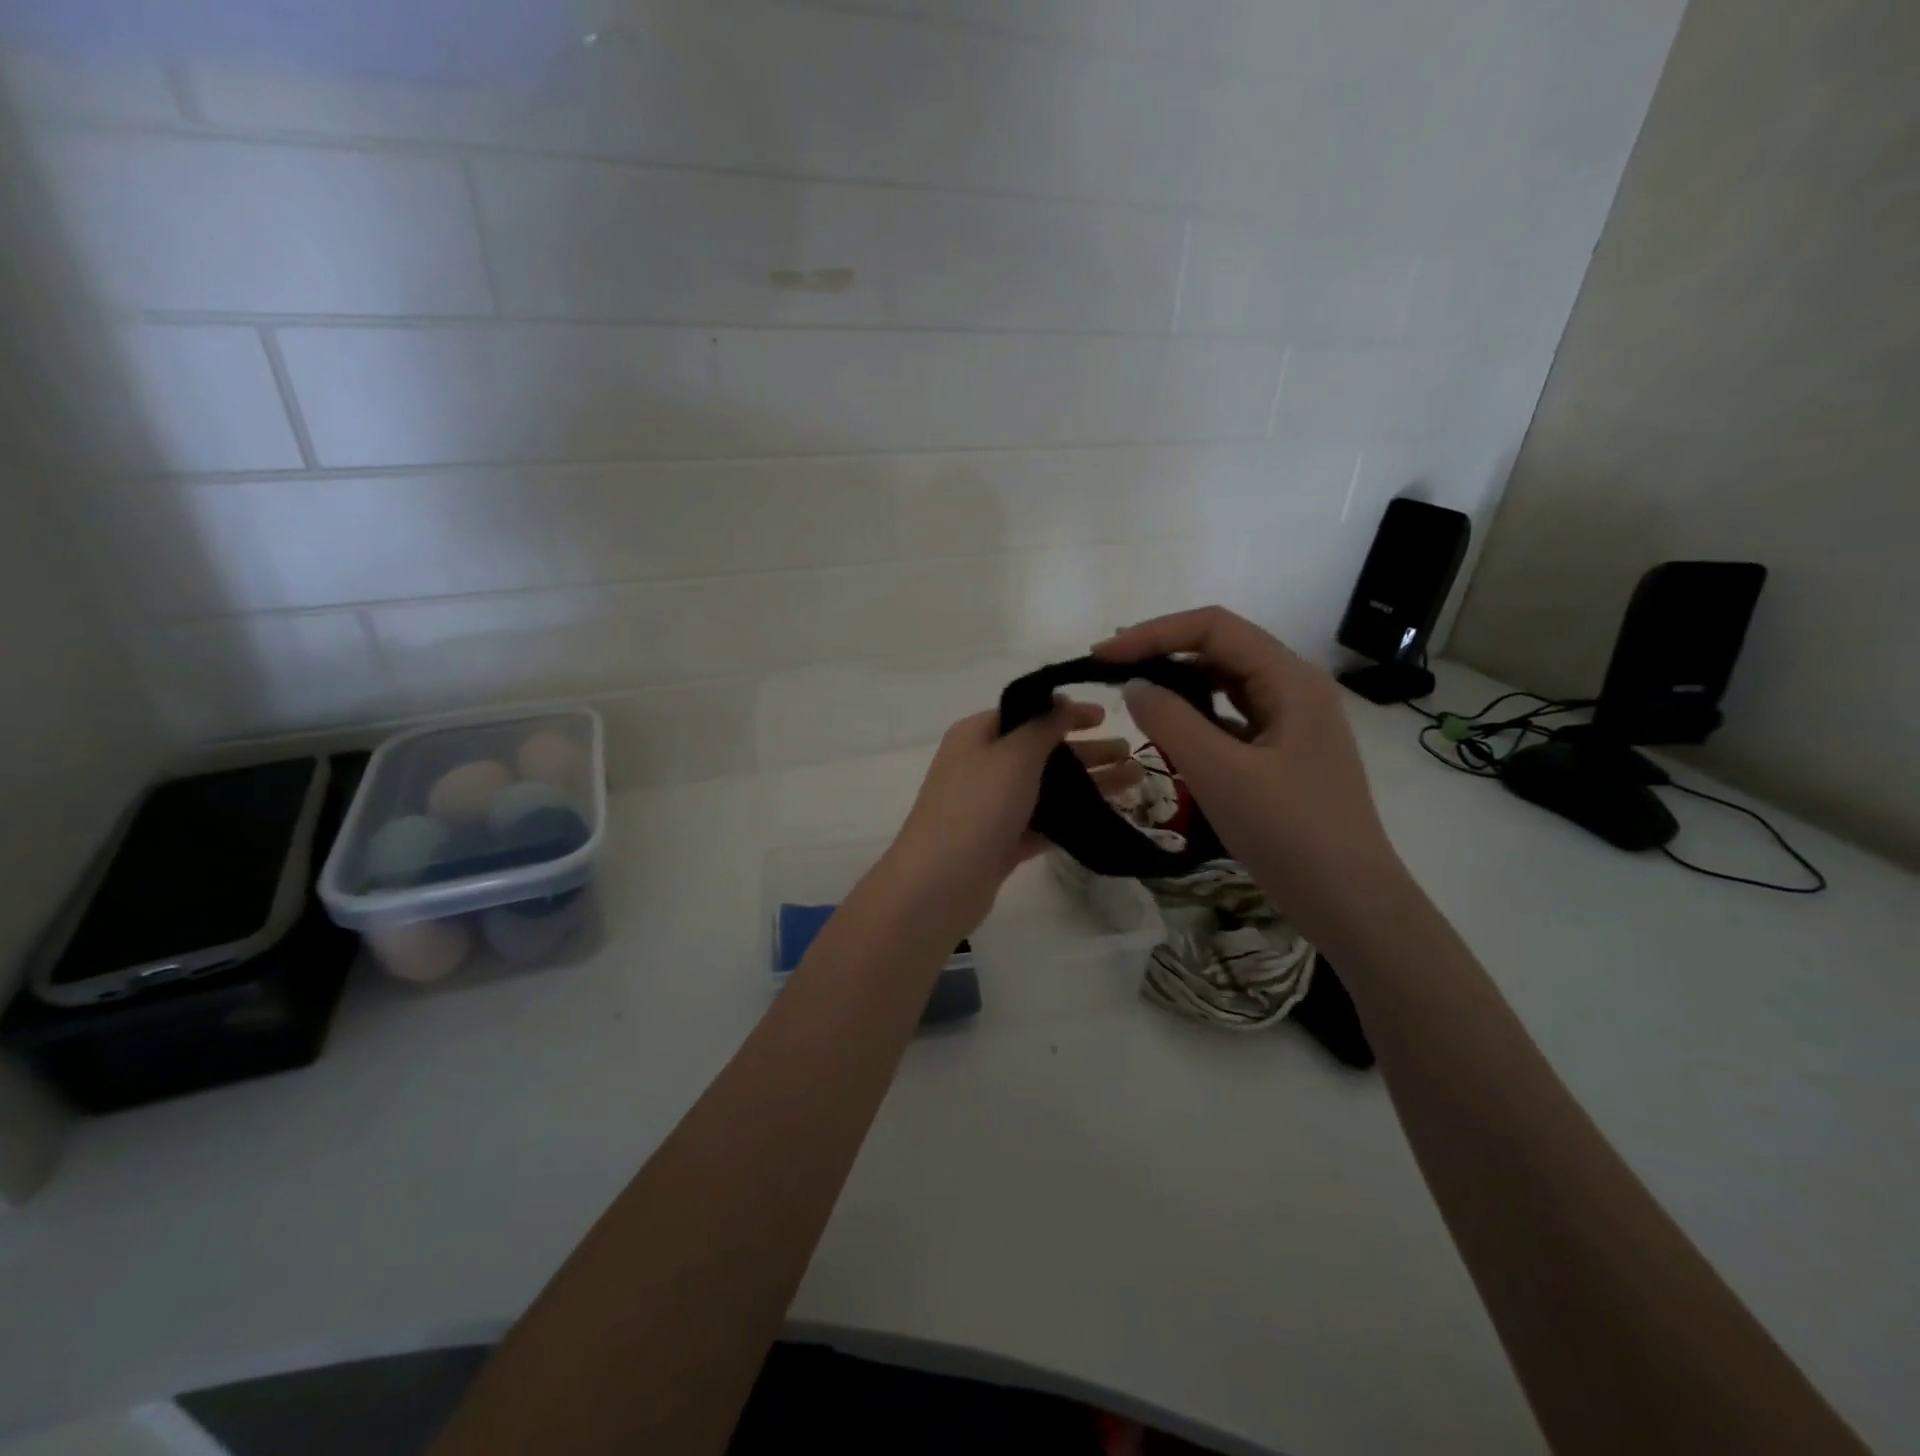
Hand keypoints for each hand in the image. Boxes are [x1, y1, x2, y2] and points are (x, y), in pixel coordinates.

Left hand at [880, 700, 1107, 938]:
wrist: (939, 884)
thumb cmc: (977, 807)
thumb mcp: (1014, 755)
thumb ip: (1042, 726)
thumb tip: (1061, 702)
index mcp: (976, 735)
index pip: (1026, 713)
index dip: (1065, 711)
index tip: (1104, 717)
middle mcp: (982, 766)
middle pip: (1040, 751)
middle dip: (1085, 750)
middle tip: (1130, 753)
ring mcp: (991, 807)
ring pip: (1046, 788)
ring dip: (1086, 784)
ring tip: (1133, 784)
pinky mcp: (1001, 842)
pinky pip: (1042, 822)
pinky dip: (1071, 818)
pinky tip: (1107, 818)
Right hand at [1093, 606, 1405, 937]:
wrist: (1348, 900)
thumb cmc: (1288, 833)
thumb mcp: (1220, 773)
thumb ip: (1170, 721)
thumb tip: (1135, 685)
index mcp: (1290, 679)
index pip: (1214, 628)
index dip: (1153, 633)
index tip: (1102, 655)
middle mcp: (1295, 687)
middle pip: (1221, 648)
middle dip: (1162, 651)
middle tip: (1109, 669)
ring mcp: (1292, 719)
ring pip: (1226, 681)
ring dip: (1178, 681)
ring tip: (1132, 692)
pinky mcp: (1284, 749)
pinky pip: (1232, 715)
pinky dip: (1196, 713)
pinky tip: (1169, 729)